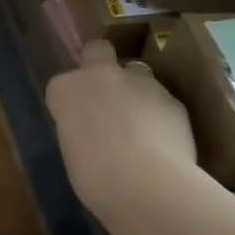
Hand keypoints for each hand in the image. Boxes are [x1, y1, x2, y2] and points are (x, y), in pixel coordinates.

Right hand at [46, 41, 203, 223]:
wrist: (146, 184)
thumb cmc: (95, 178)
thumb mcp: (73, 153)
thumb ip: (81, 129)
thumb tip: (95, 133)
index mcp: (65, 89)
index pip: (62, 84)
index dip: (71, 100)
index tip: (77, 120)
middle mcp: (100, 75)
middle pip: (97, 50)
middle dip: (100, 63)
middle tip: (107, 93)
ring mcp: (139, 82)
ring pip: (136, 72)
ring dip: (136, 89)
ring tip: (141, 123)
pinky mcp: (172, 98)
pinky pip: (162, 100)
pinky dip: (161, 113)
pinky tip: (164, 140)